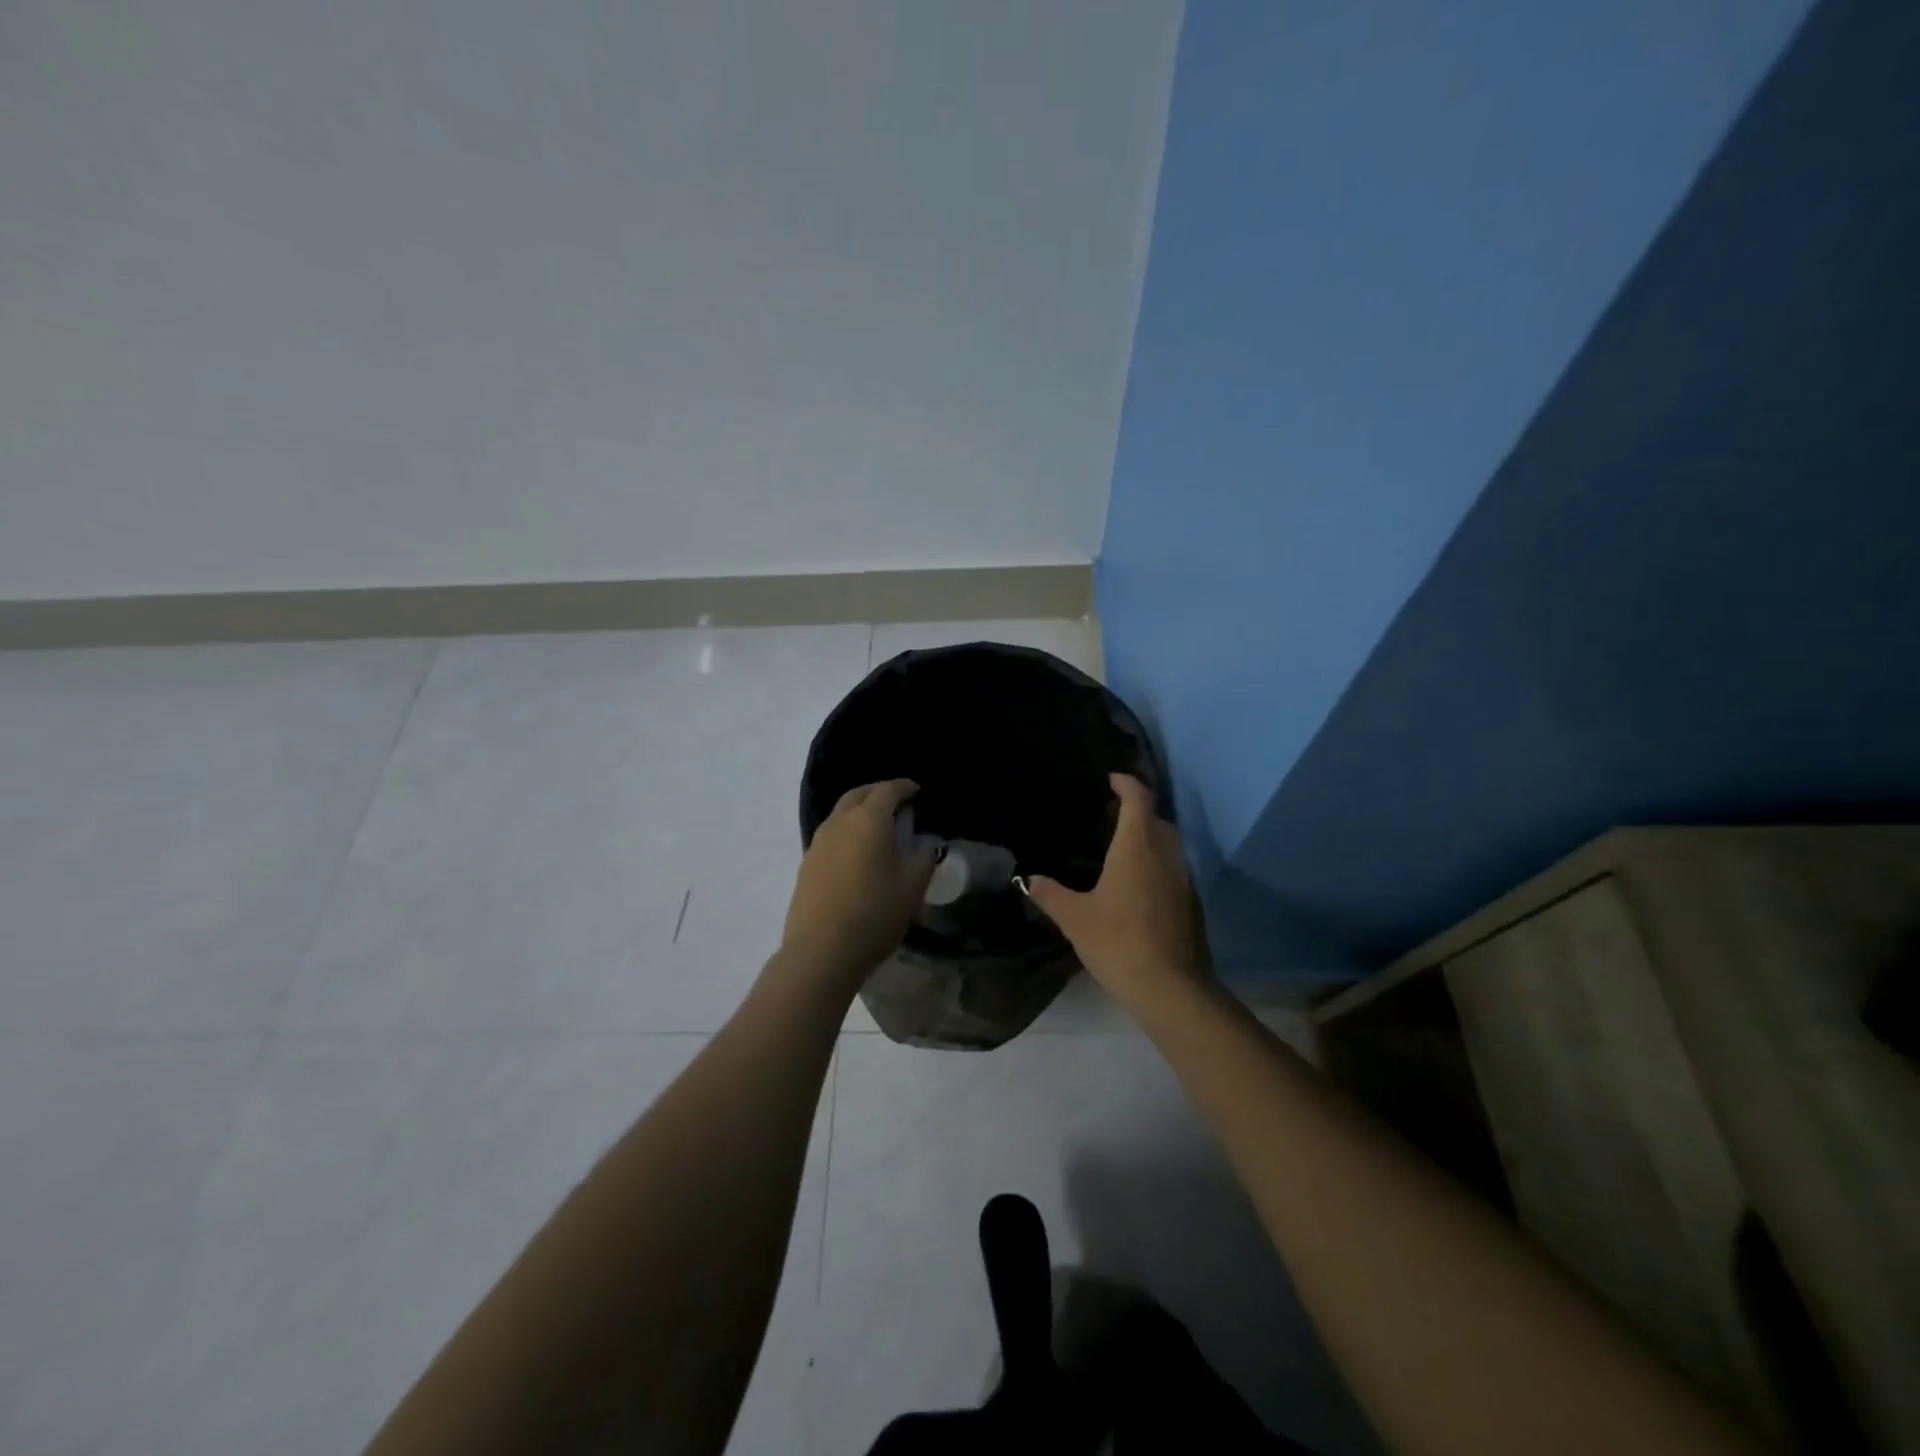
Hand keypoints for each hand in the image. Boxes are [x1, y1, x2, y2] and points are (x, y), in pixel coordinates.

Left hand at [782, 779, 937, 984]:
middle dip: (878, 792)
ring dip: (859, 811)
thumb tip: (924, 844)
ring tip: (878, 826)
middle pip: (858, 795)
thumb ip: (922, 858)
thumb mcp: (912, 887)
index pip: (887, 791)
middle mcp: (839, 823)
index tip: (916, 790)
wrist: (821, 951)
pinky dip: (847, 831)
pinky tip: (857, 852)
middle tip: (896, 801)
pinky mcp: (807, 864)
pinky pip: (831, 835)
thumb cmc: (874, 914)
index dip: (904, 787)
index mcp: (868, 820)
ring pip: (840, 813)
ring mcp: (818, 843)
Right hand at [1024, 774, 1210, 1010]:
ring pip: (1168, 844)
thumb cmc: (1118, 942)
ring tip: (1119, 849)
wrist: (1170, 987)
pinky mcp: (1191, 902)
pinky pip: (1173, 868)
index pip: (1138, 798)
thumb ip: (1050, 894)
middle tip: (1107, 817)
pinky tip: (1136, 885)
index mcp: (1137, 847)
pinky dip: (1156, 864)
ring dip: (1148, 838)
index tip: (1110, 780)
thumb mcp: (1075, 918)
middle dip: (1136, 811)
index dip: (1126, 783)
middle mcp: (1166, 854)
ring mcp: (1184, 878)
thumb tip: (1029, 879)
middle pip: (1156, 818)